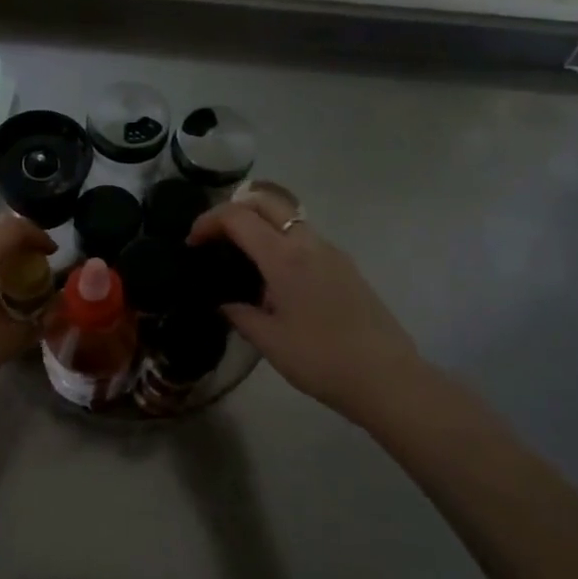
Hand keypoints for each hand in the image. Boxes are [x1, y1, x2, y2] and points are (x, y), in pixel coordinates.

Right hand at [188, 200, 425, 423]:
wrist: (386, 377)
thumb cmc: (320, 359)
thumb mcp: (269, 340)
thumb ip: (240, 314)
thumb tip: (226, 303)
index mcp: (284, 257)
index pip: (238, 217)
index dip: (208, 222)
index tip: (191, 243)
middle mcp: (308, 243)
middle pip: (266, 201)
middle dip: (234, 209)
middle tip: (215, 237)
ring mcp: (331, 252)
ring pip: (289, 217)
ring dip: (260, 223)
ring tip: (241, 256)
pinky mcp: (345, 266)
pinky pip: (305, 238)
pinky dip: (281, 240)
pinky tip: (274, 277)